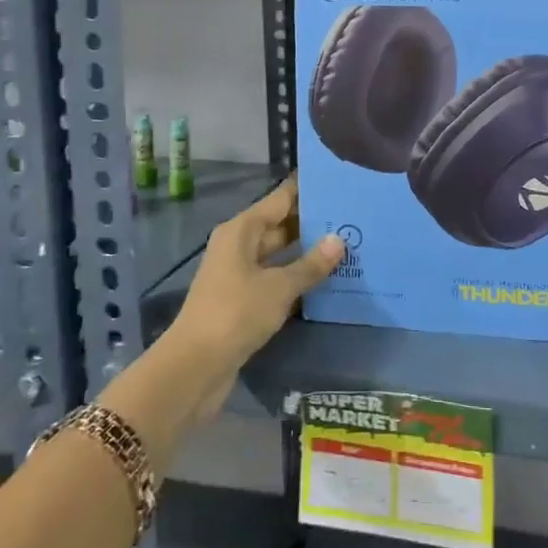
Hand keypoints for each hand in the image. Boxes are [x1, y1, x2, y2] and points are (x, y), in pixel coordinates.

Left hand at [166, 175, 342, 418]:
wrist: (196, 366)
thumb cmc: (236, 312)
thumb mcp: (279, 286)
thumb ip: (311, 264)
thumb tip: (338, 240)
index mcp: (242, 230)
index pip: (280, 199)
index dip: (307, 189)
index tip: (337, 181)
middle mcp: (238, 245)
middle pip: (279, 224)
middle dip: (312, 222)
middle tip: (352, 216)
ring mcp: (238, 273)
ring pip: (278, 254)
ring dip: (306, 252)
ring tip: (346, 245)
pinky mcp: (242, 300)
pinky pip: (274, 278)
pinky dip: (296, 277)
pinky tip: (325, 280)